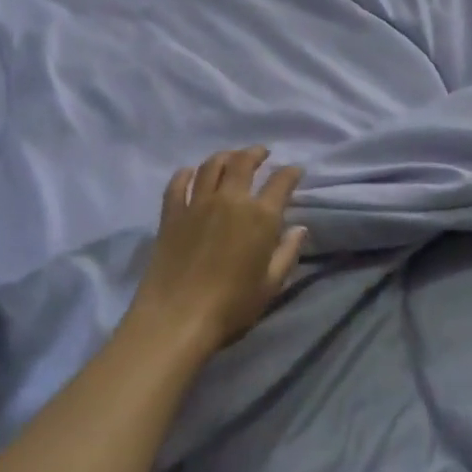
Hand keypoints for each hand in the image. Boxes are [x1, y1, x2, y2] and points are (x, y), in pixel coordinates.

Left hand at [131, 147, 306, 355]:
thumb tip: (299, 228)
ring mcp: (197, 204)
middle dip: (255, 153)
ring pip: (211, 166)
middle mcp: (230, 200)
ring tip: (230, 158)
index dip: (291, 173)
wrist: (176, 318)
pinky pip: (178, 184)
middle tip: (261, 153)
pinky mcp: (171, 214)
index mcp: (260, 216)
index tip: (295, 171)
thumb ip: (287, 253)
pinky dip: (186, 174)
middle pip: (243, 162)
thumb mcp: (270, 285)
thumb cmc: (231, 307)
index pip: (280, 182)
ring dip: (224, 156)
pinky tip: (189, 173)